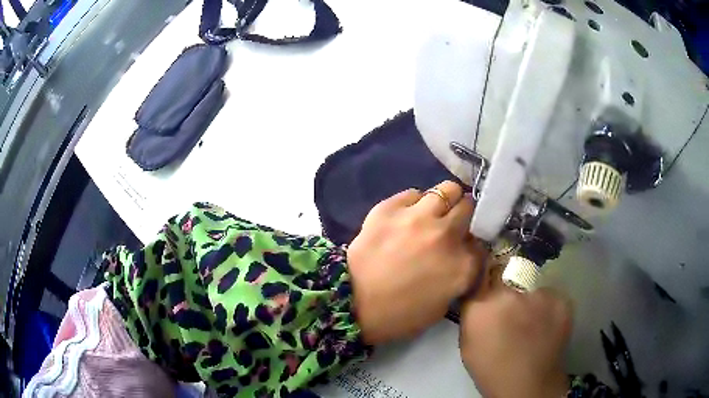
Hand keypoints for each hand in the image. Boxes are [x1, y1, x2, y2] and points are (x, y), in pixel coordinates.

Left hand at [348, 181, 485, 344]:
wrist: (350, 304)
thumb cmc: (398, 315)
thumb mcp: (441, 306)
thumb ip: (458, 277)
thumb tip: (460, 258)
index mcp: (462, 265)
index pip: (481, 244)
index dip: (473, 246)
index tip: (465, 249)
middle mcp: (446, 235)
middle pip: (469, 208)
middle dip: (464, 216)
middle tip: (452, 225)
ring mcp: (417, 218)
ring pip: (447, 189)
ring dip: (445, 201)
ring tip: (434, 213)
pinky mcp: (389, 208)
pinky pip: (413, 193)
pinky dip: (414, 203)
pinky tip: (406, 216)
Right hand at [459, 265, 571, 397]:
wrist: (528, 384)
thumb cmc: (491, 368)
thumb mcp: (468, 341)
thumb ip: (473, 309)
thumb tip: (479, 288)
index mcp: (483, 304)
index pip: (485, 268)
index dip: (489, 275)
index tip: (491, 282)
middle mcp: (512, 292)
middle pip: (509, 270)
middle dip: (508, 283)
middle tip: (512, 305)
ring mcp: (540, 294)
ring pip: (532, 283)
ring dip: (529, 297)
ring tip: (532, 319)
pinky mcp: (561, 299)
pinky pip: (550, 295)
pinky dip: (547, 306)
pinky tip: (545, 324)